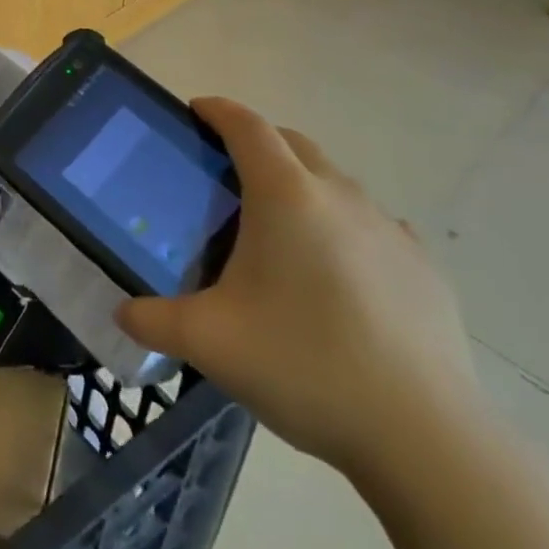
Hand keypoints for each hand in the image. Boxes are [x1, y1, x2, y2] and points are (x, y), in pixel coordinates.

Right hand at [116, 98, 481, 483]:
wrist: (426, 439)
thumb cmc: (304, 365)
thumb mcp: (208, 342)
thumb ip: (152, 320)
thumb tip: (122, 313)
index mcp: (285, 197)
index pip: (247, 126)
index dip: (217, 110)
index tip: (193, 112)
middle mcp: (340, 197)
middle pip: (293, 143)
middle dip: (256, 142)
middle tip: (223, 175)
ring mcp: (390, 231)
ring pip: (336, 183)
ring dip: (301, 185)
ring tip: (277, 232)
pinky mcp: (425, 269)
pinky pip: (373, 225)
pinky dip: (344, 228)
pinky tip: (335, 275)